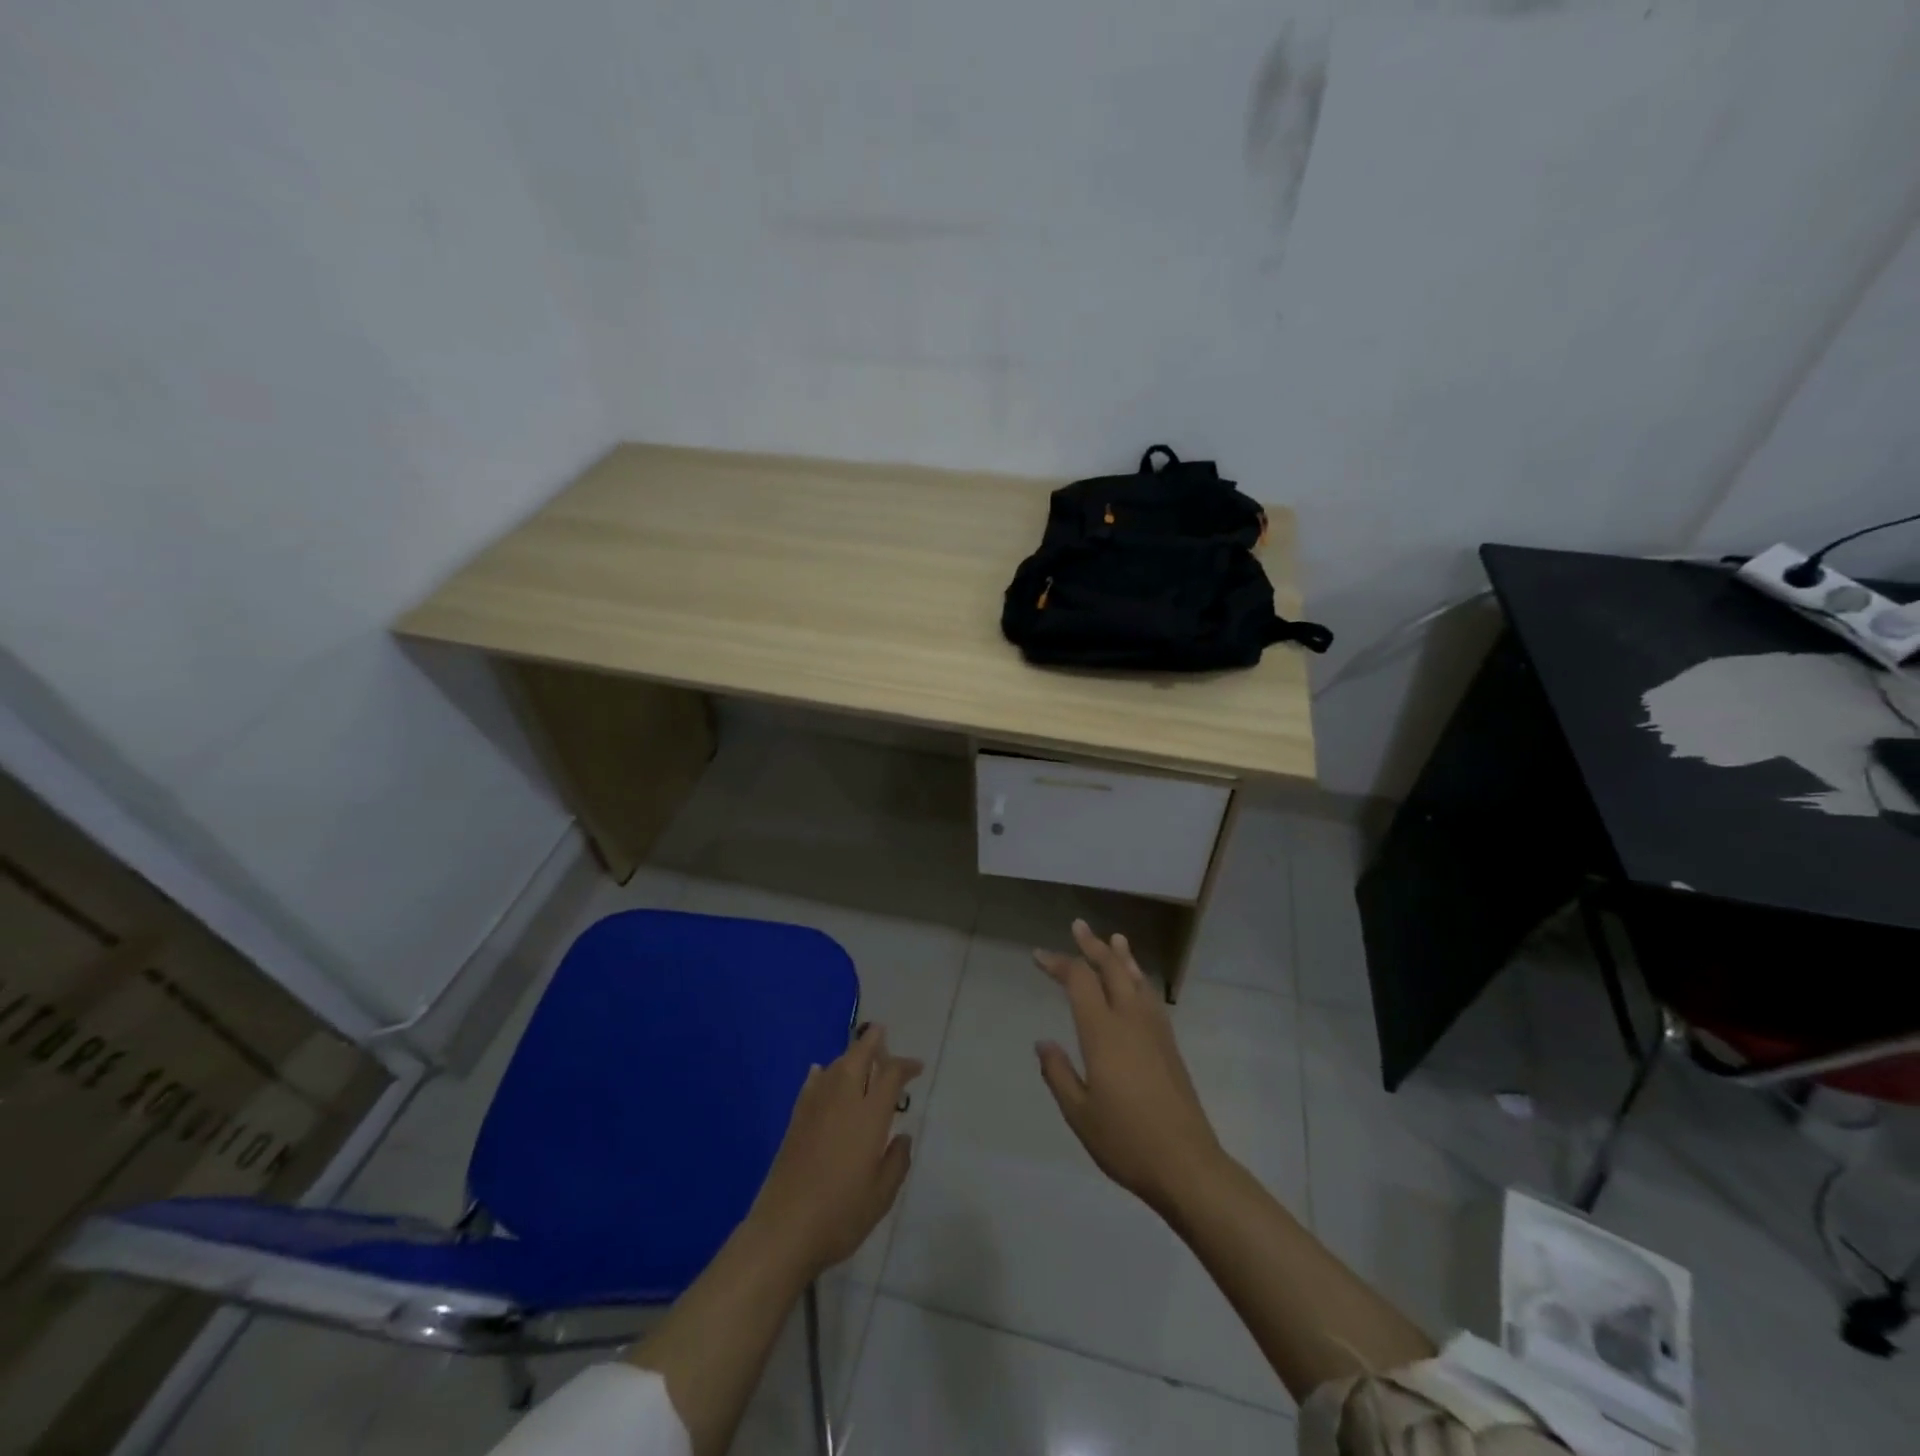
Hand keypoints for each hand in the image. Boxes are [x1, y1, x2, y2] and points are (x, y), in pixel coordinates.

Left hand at [745, 1023, 922, 1278]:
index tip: (917, 1067)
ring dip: (849, 1056)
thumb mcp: (882, 1195)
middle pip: (858, 1057)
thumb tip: (902, 1136)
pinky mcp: (795, 1121)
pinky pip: (813, 1083)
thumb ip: (896, 1161)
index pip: (890, 1075)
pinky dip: (822, 1073)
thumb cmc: (841, 1214)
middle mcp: (842, 1101)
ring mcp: (815, 1108)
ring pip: (835, 1066)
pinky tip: (820, 1073)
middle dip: (872, 1041)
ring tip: (859, 1059)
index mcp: (869, 1115)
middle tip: (882, 1034)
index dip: (905, 1066)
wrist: (784, 1230)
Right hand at [1035, 920, 1222, 1214]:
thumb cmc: (1126, 1140)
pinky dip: (1139, 979)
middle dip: (1093, 946)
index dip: (1059, 964)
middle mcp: (1130, 1020)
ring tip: (1115, 938)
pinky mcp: (1170, 1046)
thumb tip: (1043, 1042)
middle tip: (1078, 926)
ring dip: (1122, 957)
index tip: (1039, 955)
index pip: (1079, 981)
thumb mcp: (1079, 1113)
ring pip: (1136, 980)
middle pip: (1111, 969)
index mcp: (1103, 1033)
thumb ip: (1058, 1073)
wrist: (1187, 1165)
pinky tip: (1138, 983)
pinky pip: (1151, 998)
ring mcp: (1155, 1031)